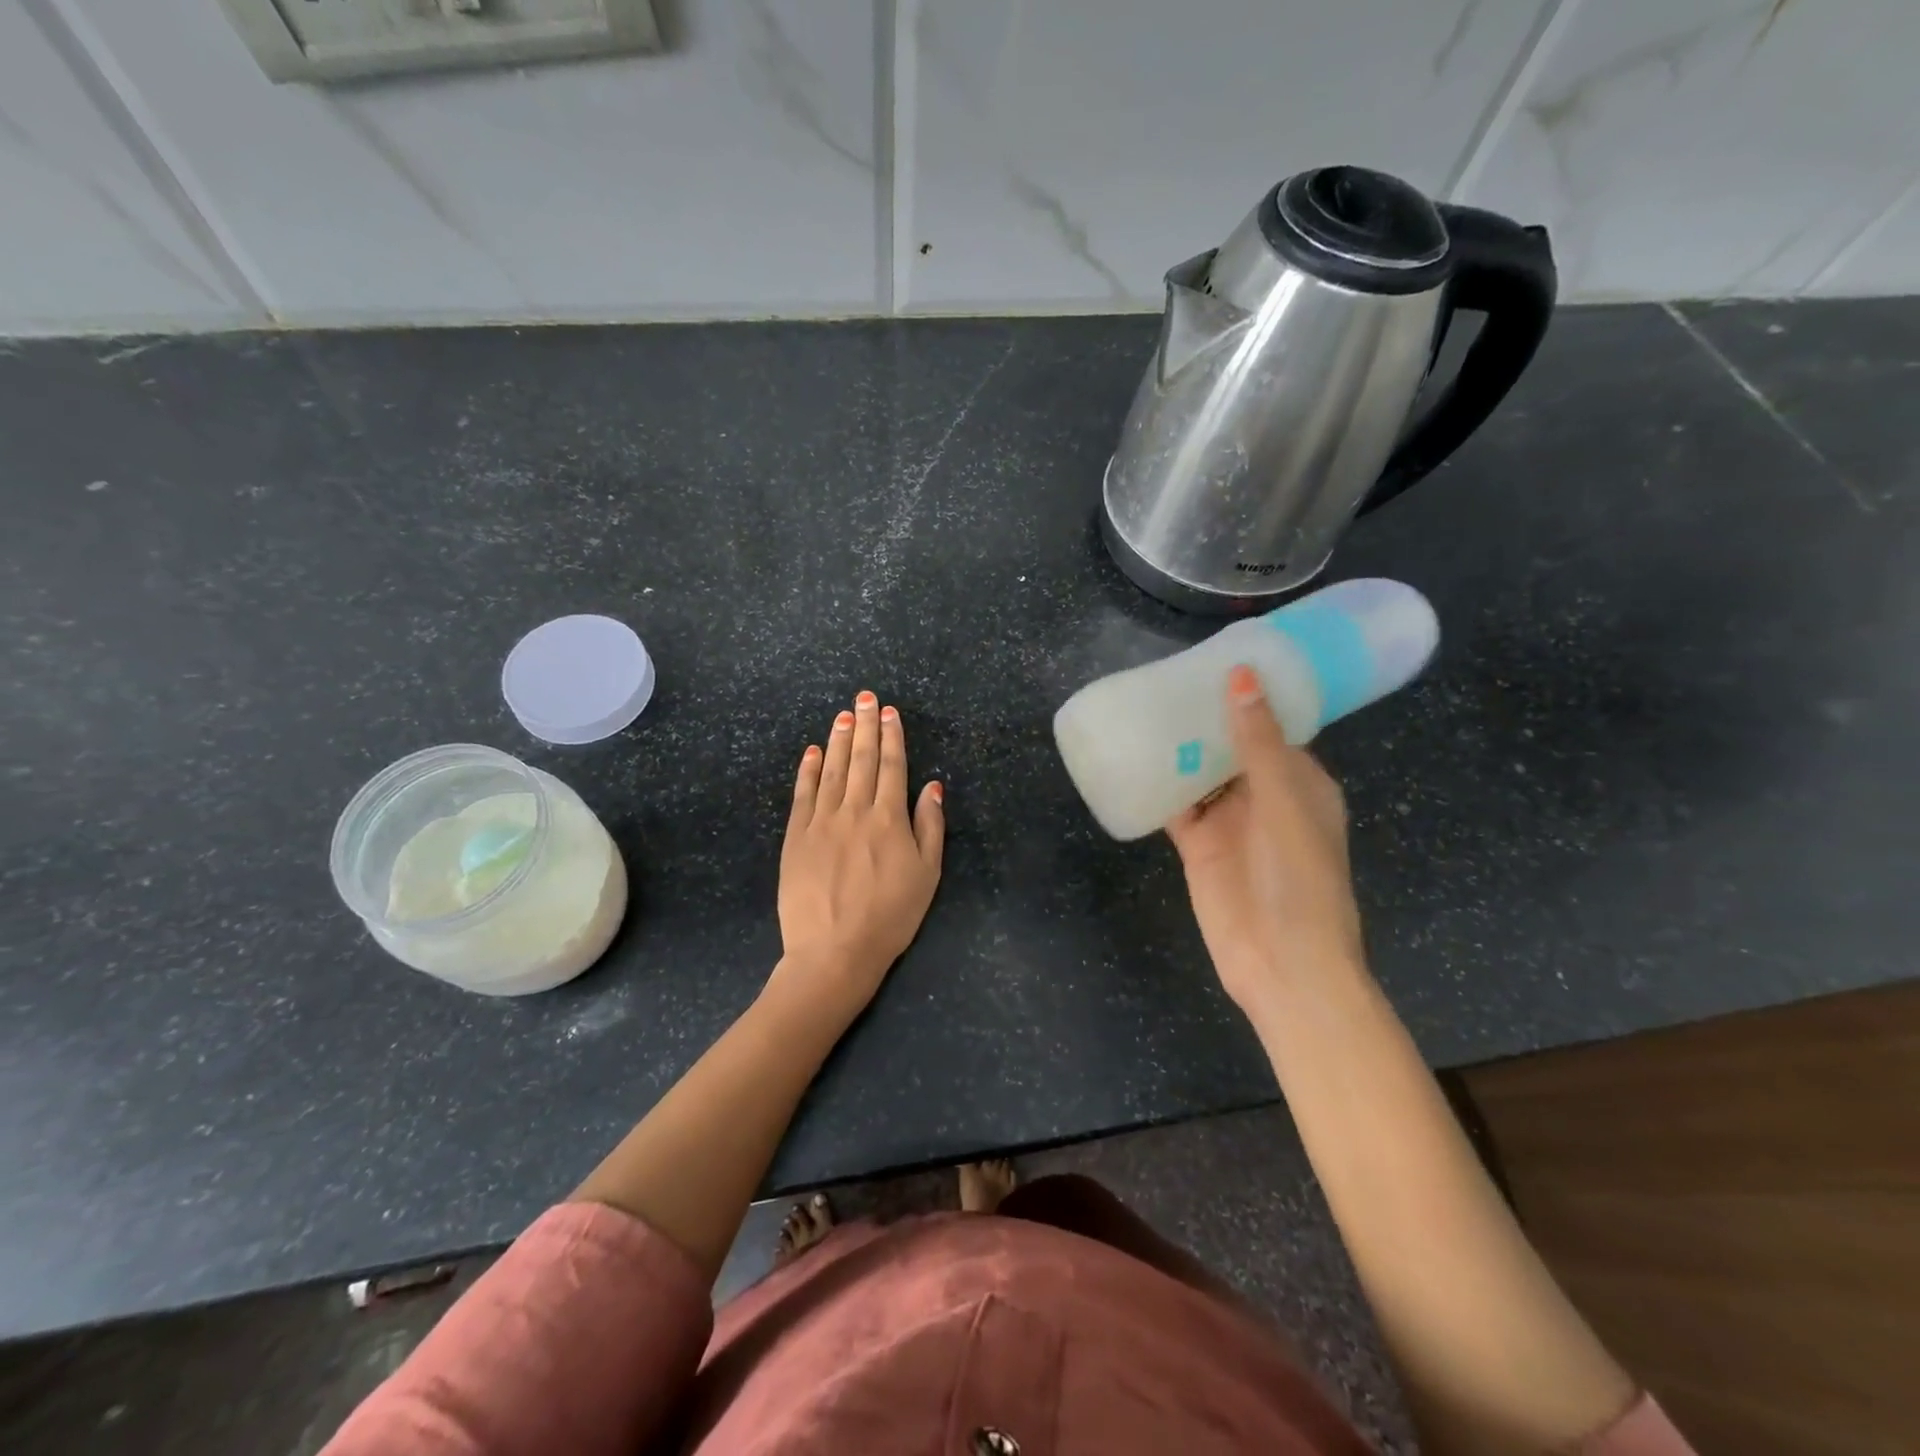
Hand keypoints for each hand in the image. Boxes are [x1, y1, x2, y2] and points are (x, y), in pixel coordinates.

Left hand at [775, 690, 943, 1015]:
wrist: (834, 951)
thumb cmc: (890, 916)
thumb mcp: (927, 875)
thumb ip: (930, 826)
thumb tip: (932, 785)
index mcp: (889, 818)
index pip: (892, 766)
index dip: (891, 736)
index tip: (889, 712)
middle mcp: (855, 811)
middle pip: (861, 759)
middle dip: (864, 726)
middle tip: (864, 697)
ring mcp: (821, 822)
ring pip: (831, 770)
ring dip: (837, 740)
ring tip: (842, 715)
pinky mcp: (796, 837)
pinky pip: (802, 794)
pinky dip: (807, 770)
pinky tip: (811, 751)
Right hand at [1166, 664, 1363, 1010]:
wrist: (1282, 964)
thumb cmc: (1298, 878)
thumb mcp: (1283, 802)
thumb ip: (1258, 742)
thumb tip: (1242, 676)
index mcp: (1300, 782)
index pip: (1272, 727)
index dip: (1246, 696)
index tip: (1212, 663)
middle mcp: (1264, 797)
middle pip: (1230, 747)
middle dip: (1203, 718)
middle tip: (1163, 679)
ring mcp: (1230, 822)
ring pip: (1199, 773)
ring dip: (1177, 748)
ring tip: (1142, 708)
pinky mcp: (1199, 846)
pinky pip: (1175, 806)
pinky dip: (1157, 785)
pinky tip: (1129, 759)